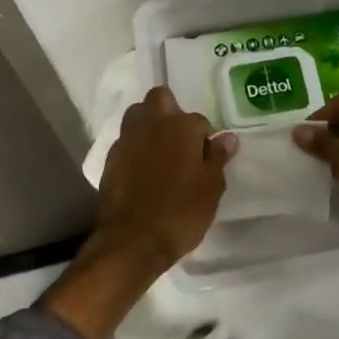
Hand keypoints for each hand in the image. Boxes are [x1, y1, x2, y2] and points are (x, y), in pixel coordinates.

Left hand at [40, 87, 235, 338]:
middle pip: (160, 98)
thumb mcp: (210, 188)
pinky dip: (135, 148)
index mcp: (181, 126)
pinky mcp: (110, 158)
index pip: (199, 120)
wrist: (132, 240)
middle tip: (180, 140)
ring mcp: (127, 139)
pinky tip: (143, 170)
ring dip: (149, 125)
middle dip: (170, 111)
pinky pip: (126, 141)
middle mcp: (152, 124)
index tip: (206, 156)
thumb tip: (228, 138)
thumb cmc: (180, 212)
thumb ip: (218, 158)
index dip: (204, 137)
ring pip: (138, 114)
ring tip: (160, 152)